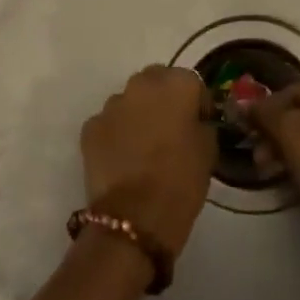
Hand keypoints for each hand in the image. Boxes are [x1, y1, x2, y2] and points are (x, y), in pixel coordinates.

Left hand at [80, 66, 217, 258]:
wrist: (135, 218)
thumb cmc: (181, 181)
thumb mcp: (209, 150)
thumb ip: (201, 124)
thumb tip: (193, 121)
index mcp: (176, 85)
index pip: (192, 82)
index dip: (197, 103)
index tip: (199, 125)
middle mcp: (142, 84)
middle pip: (156, 82)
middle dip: (164, 99)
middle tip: (171, 130)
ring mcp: (112, 105)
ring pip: (130, 101)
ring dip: (138, 115)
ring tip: (144, 147)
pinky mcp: (90, 127)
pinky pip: (109, 122)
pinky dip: (116, 134)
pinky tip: (123, 159)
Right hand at [248, 79, 299, 241]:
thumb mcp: (288, 133)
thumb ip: (263, 113)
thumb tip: (242, 103)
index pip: (290, 91)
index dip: (264, 110)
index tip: (248, 132)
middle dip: (276, 133)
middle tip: (258, 156)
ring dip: (290, 148)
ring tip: (271, 170)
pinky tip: (296, 176)